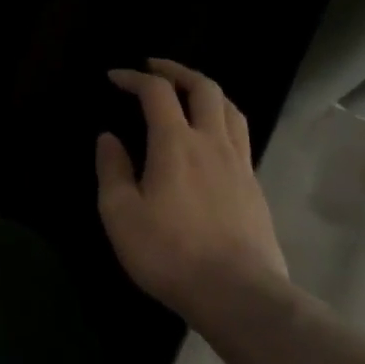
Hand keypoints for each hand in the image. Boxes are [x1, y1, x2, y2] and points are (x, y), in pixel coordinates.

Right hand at [96, 59, 288, 322]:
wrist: (239, 295)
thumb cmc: (169, 252)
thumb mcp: (120, 213)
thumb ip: (112, 170)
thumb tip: (109, 138)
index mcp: (175, 144)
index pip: (156, 92)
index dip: (134, 77)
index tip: (114, 77)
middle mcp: (212, 144)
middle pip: (205, 88)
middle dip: (177, 70)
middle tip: (155, 68)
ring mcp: (240, 165)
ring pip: (231, 109)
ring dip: (206, 91)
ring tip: (187, 94)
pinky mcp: (255, 188)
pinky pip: (241, 137)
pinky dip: (222, 121)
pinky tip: (209, 138)